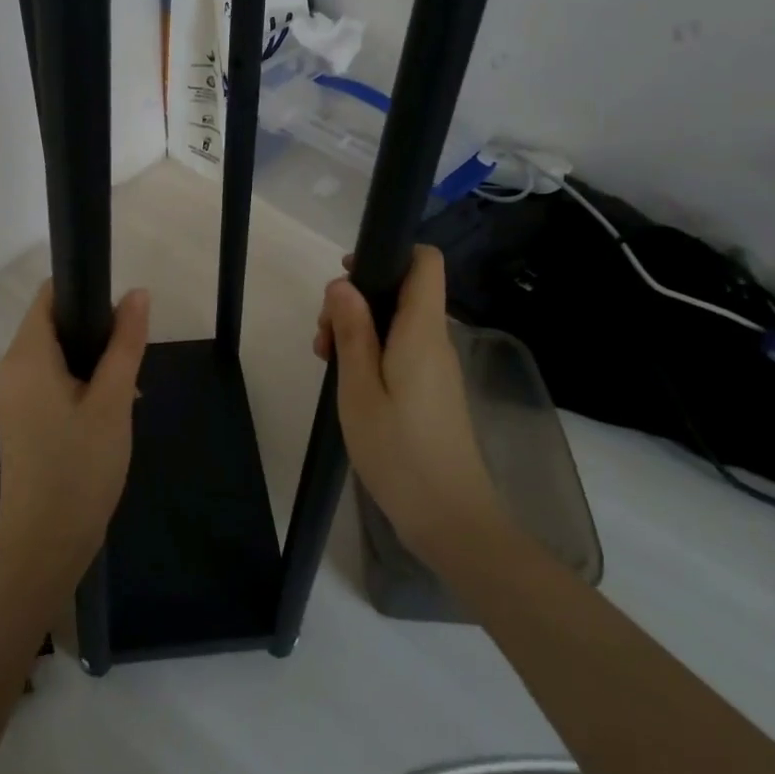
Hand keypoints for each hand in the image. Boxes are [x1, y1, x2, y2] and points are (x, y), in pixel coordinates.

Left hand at [0, 281, 150, 582]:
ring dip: (91, 361)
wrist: (45, 546)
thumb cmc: (80, 468)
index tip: (121, 313)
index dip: (85, 291)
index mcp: (26, 357)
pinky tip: (108, 411)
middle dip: (94, 332)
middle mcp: (11, 369)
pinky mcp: (19, 420)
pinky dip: (78, 383)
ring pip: (55, 355)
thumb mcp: (113, 402)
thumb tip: (137, 293)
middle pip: (52, 324)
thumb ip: (125, 343)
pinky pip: (49, 382)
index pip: (49, 296)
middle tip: (130, 361)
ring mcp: (12, 398)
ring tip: (125, 391)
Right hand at [315, 245, 503, 569]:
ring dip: (359, 330)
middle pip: (401, 291)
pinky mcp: (433, 390)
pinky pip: (402, 349)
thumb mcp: (359, 389)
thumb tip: (343, 283)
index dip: (389, 254)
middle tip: (324, 337)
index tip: (347, 276)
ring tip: (327, 362)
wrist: (451, 519)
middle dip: (357, 299)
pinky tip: (348, 383)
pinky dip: (372, 353)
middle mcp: (436, 340)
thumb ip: (352, 331)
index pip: (425, 262)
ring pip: (397, 322)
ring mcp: (437, 367)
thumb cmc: (399, 451)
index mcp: (422, 331)